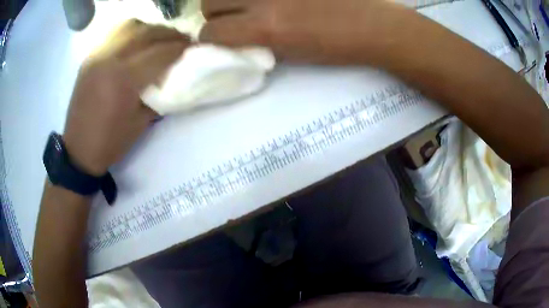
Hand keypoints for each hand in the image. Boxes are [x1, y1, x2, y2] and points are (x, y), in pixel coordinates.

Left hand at [63, 20, 187, 175]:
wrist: (79, 149)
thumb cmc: (111, 142)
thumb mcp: (141, 122)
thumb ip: (159, 93)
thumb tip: (174, 74)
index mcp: (124, 80)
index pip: (160, 53)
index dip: (180, 48)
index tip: (193, 46)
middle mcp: (110, 59)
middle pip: (147, 33)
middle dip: (170, 34)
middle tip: (182, 39)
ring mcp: (98, 55)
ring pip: (130, 26)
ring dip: (150, 29)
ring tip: (159, 38)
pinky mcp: (90, 57)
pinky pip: (115, 33)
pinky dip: (131, 32)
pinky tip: (137, 41)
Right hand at [200, 0, 404, 64]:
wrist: (373, 25)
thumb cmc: (335, 47)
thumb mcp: (289, 53)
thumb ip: (257, 41)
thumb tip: (235, 35)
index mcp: (264, 27)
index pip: (211, 32)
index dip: (210, 38)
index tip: (218, 39)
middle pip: (209, 2)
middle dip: (214, 13)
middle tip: (230, 16)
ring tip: (245, 3)